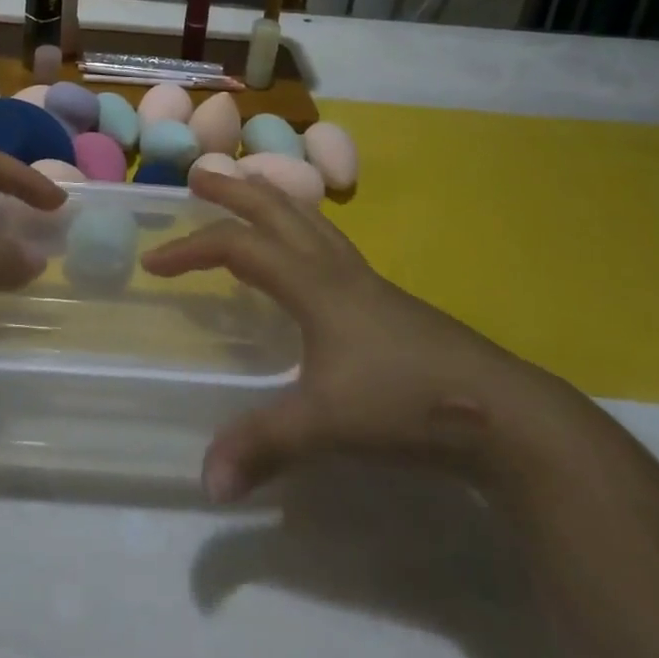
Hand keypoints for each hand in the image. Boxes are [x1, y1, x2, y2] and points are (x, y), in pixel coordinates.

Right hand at [144, 170, 559, 502]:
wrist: (504, 413)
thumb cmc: (405, 402)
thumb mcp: (326, 426)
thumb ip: (263, 446)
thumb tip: (205, 481)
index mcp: (313, 284)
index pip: (238, 248)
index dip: (191, 249)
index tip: (153, 263)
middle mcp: (337, 269)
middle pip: (277, 210)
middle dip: (234, 190)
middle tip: (199, 176)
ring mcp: (367, 281)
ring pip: (311, 219)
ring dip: (273, 200)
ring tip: (249, 193)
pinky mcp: (388, 300)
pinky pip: (332, 244)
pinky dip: (303, 229)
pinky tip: (306, 256)